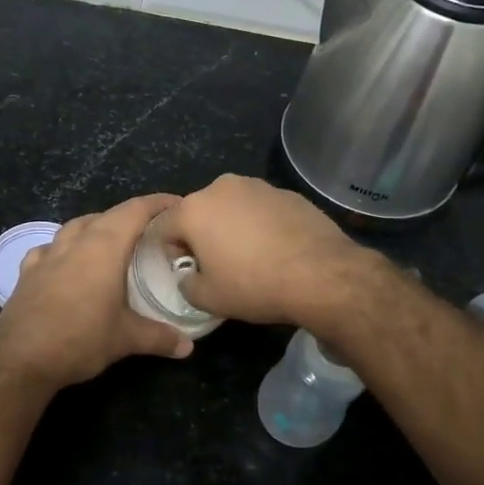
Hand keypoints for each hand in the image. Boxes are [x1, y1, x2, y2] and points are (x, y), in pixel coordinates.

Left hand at [0, 193, 193, 389]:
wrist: (20, 359)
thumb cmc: (80, 339)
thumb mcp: (126, 339)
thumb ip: (159, 338)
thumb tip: (188, 347)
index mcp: (104, 247)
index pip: (135, 211)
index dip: (158, 203)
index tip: (178, 204)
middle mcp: (75, 242)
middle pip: (107, 215)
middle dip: (130, 216)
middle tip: (151, 231)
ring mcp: (47, 255)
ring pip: (76, 226)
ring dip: (96, 227)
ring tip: (112, 241)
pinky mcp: (27, 272)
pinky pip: (50, 248)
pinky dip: (65, 248)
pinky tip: (67, 262)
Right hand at [156, 174, 374, 327]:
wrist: (321, 274)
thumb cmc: (254, 285)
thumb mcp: (208, 298)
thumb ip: (186, 284)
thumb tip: (189, 275)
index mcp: (195, 209)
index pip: (162, 226)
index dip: (167, 250)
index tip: (183, 269)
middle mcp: (222, 187)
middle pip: (198, 212)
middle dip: (200, 235)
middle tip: (215, 264)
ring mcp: (258, 186)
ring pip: (232, 207)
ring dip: (231, 227)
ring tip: (249, 257)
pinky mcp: (288, 193)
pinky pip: (262, 210)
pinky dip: (260, 225)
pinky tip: (276, 250)